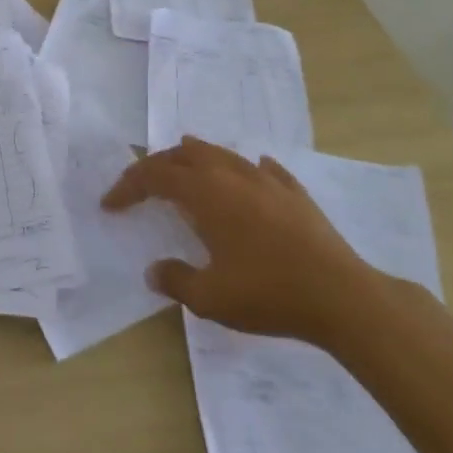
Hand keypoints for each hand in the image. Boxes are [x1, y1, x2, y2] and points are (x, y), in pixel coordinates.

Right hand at [102, 136, 377, 344]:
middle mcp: (231, 175)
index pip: (154, 176)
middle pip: (184, 155)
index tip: (110, 205)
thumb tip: (153, 271)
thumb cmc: (269, 293)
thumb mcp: (210, 298)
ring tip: (183, 169)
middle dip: (156, 167)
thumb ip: (175, 280)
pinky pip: (261, 169)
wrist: (342, 296)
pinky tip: (248, 176)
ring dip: (195, 159)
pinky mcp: (294, 193)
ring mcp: (266, 180)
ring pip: (221, 154)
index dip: (128, 186)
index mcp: (206, 193)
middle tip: (140, 186)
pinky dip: (242, 170)